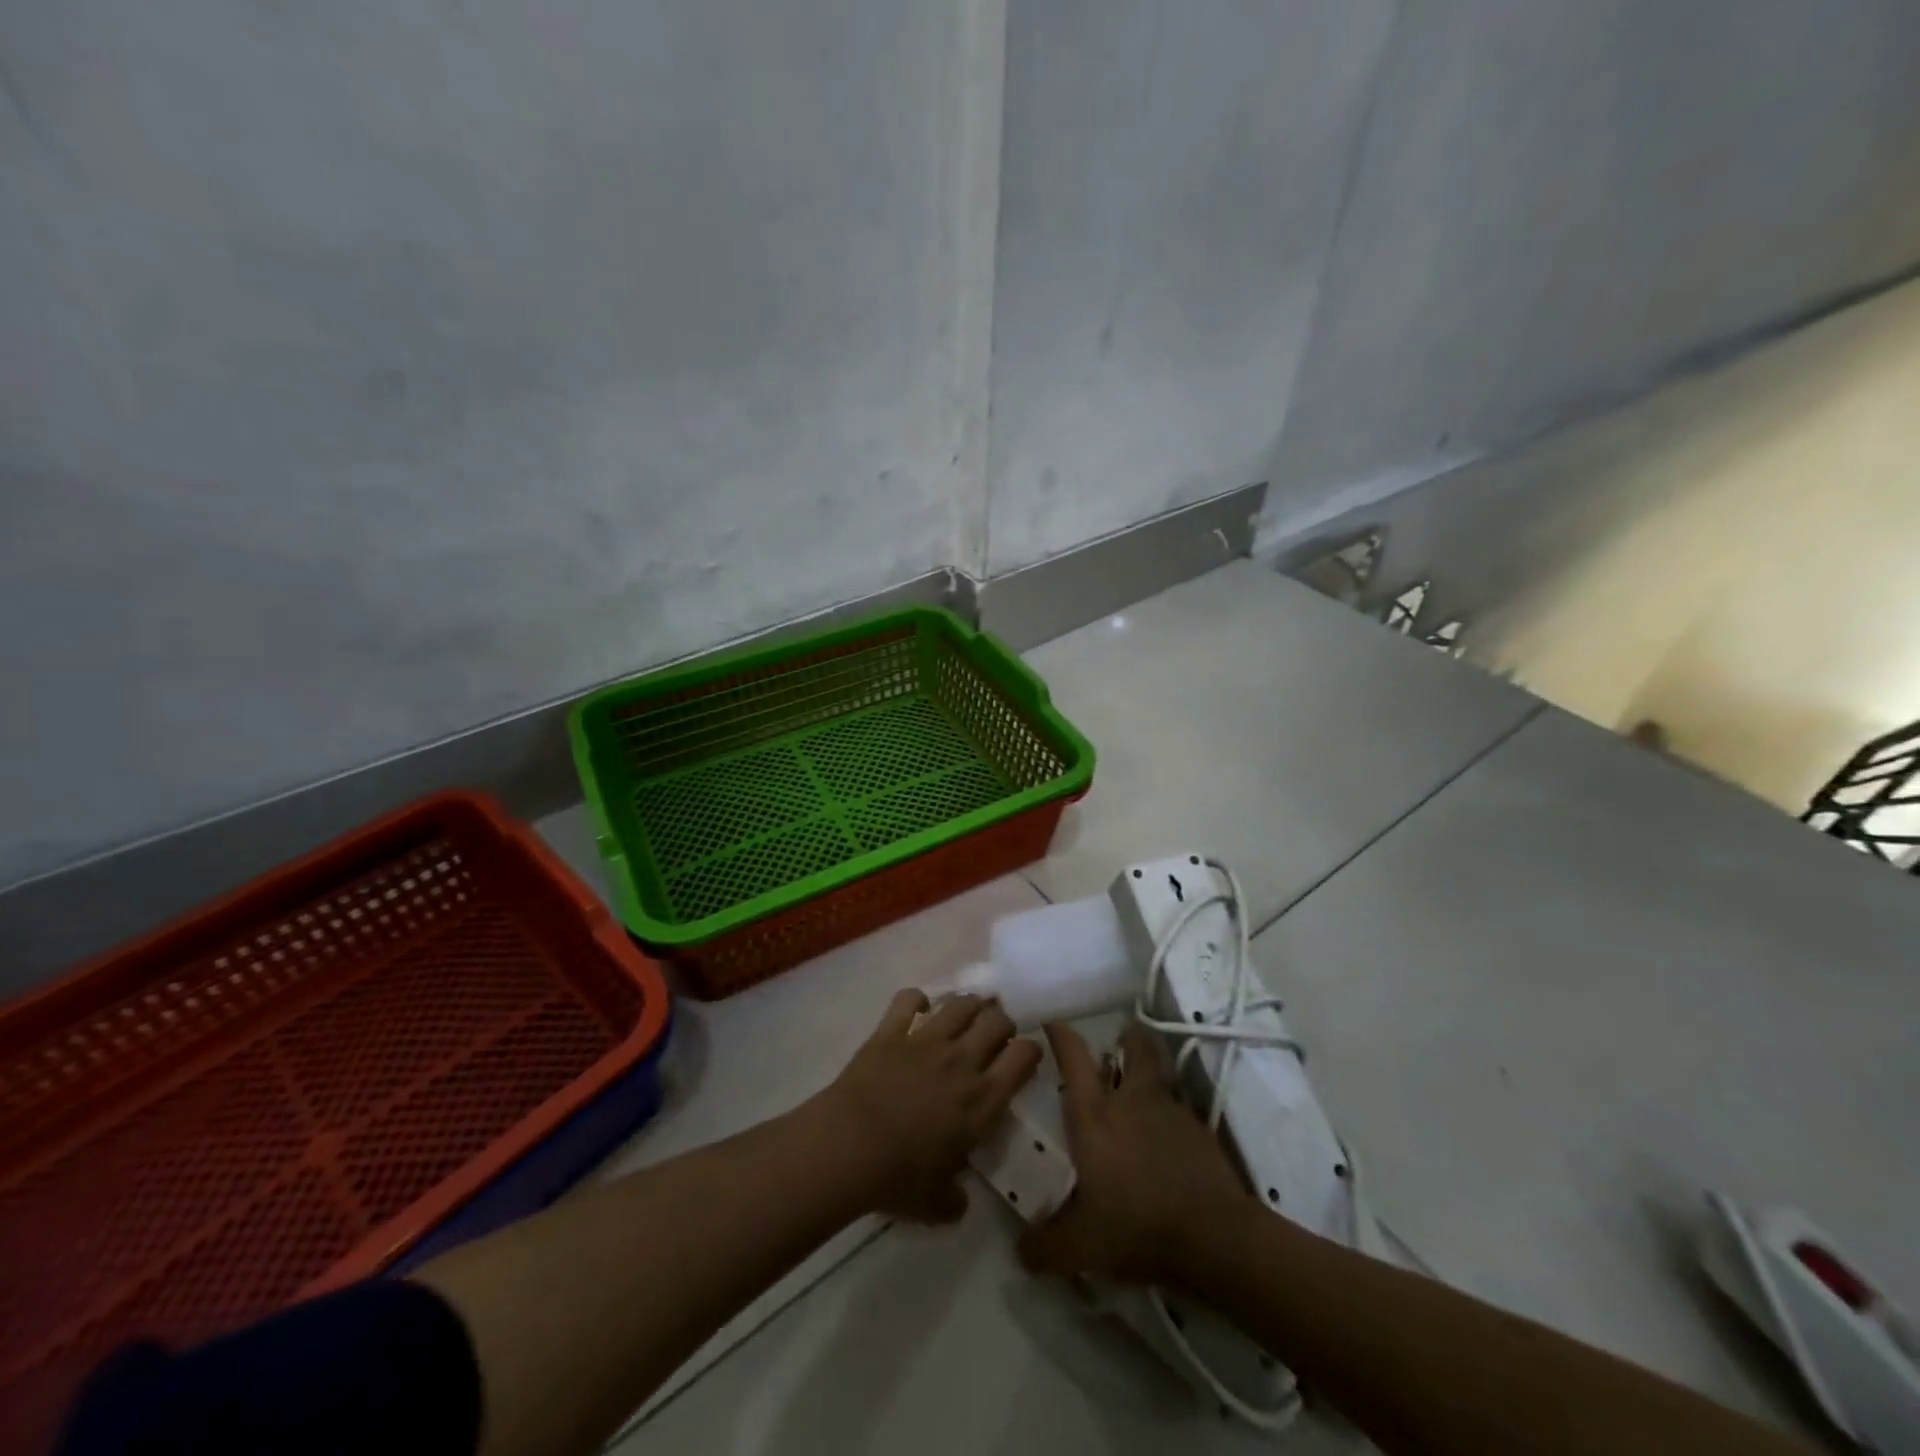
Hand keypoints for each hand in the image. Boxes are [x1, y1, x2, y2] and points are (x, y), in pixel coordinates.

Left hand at [817, 989, 1041, 1223]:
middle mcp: (962, 1060)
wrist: (849, 1147)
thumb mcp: (938, 1205)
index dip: (1030, 1052)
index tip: (1023, 1059)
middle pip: (998, 1019)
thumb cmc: (899, 1178)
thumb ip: (956, 1199)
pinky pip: (909, 999)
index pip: (1024, 1056)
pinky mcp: (892, 1030)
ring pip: (960, 1003)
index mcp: (983, 1099)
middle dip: (1002, 1023)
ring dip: (968, 1005)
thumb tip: (959, 1199)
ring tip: (965, 1014)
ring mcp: (926, 1039)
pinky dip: (916, 999)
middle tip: (995, 1036)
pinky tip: (916, 1008)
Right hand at [1019, 1022, 1252, 1285]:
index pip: (1073, 1057)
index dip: (1061, 1034)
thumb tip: (1019, 1250)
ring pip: (1160, 1071)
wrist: (1215, 1237)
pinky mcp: (1200, 1130)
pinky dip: (1170, 1112)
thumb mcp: (1082, 1247)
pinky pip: (1179, 1107)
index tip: (1052, 1023)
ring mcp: (1170, 1110)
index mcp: (1095, 1115)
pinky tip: (1167, 1136)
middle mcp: (1131, 1100)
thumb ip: (1046, 1246)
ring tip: (1142, 1082)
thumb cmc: (1138, 1226)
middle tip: (1119, 1038)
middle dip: (1127, 1036)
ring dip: (1151, 1068)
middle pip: (1133, 1046)